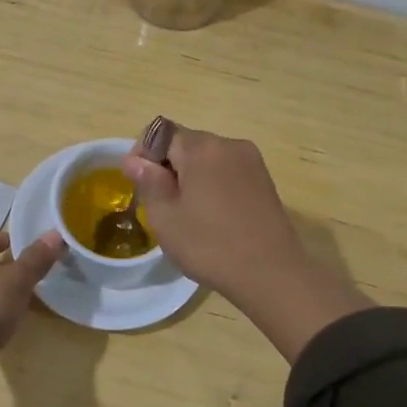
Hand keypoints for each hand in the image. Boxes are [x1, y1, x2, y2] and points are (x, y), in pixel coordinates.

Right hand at [123, 126, 303, 301]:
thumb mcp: (165, 217)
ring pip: (207, 158)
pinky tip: (213, 216)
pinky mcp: (264, 180)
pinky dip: (213, 184)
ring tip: (188, 213)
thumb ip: (148, 181)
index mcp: (202, 148)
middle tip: (160, 204)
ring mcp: (251, 161)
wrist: (271, 274)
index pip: (161, 132)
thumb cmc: (209, 245)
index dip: (143, 153)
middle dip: (167, 166)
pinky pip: (227, 171)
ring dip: (190, 176)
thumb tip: (135, 160)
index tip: (138, 183)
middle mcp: (229, 144)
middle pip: (186, 143)